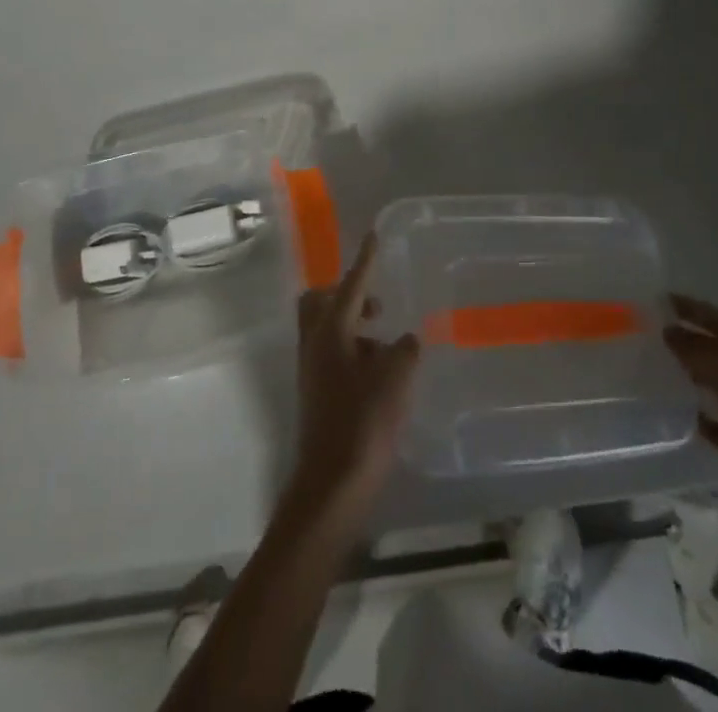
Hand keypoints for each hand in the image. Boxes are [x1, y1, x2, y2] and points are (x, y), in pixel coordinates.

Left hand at [288, 234, 419, 523]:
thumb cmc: (363, 426)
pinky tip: (380, 374)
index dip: (365, 260)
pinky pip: (332, 353)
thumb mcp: (394, 383)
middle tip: (377, 304)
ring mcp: (311, 368)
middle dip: (348, 294)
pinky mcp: (316, 391)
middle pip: (322, 301)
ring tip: (388, 345)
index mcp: (331, 332)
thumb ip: (403, 353)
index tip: (374, 236)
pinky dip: (354, 351)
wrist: (332, 482)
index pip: (351, 285)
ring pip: (327, 328)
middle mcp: (314, 343)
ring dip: (354, 325)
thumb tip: (406, 340)